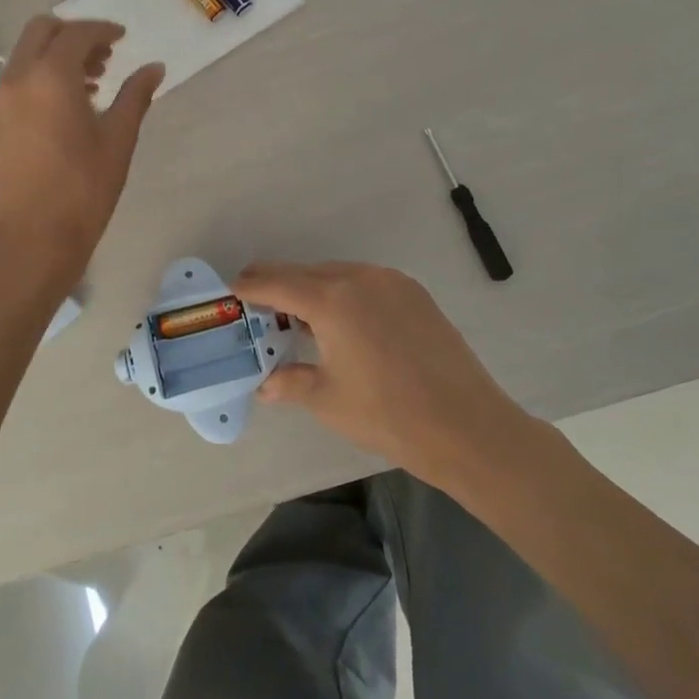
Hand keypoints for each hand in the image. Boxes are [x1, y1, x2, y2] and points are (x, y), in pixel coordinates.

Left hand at [0, 17, 163, 292]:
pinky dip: (42, 75)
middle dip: (75, 34)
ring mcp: (1, 99)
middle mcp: (19, 78)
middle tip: (106, 56)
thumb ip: (136, 95)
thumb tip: (154, 68)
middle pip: (42, 31)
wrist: (32, 240)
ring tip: (94, 82)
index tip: (124, 38)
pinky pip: (19, 79)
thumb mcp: (118, 139)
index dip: (103, 30)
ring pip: (27, 54)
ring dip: (58, 54)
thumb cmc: (83, 189)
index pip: (77, 33)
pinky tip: (70, 105)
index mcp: (50, 76)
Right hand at [242, 261, 532, 490]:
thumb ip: (290, 382)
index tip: (231, 289)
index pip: (276, 284)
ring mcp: (390, 281)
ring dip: (311, 288)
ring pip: (335, 274)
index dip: (250, 286)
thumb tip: (264, 386)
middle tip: (256, 301)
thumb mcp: (328, 400)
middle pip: (304, 272)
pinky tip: (342, 321)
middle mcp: (358, 278)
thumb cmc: (388, 415)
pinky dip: (343, 292)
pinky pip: (364, 281)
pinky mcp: (413, 292)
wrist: (467, 426)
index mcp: (331, 300)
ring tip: (298, 316)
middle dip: (277, 284)